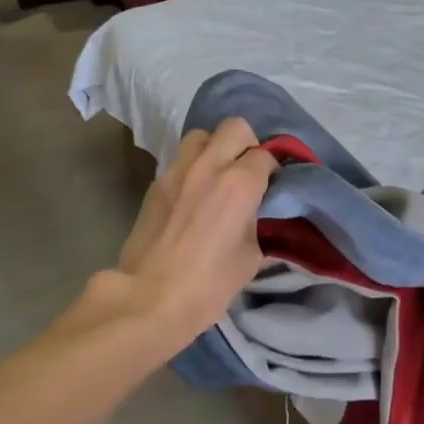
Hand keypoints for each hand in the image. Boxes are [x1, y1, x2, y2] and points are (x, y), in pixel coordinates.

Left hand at [108, 119, 277, 344]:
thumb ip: (255, 222)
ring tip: (217, 174)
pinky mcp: (155, 184)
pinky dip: (192, 168)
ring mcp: (177, 171)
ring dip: (214, 147)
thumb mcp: (250, 256)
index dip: (273, 168)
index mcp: (240, 183)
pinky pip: (179, 161)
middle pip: (235, 127)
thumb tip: (250, 213)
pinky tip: (193, 193)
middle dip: (247, 143)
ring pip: (201, 135)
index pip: (266, 155)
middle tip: (248, 169)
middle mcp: (209, 165)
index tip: (273, 184)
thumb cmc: (209, 284)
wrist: (150, 297)